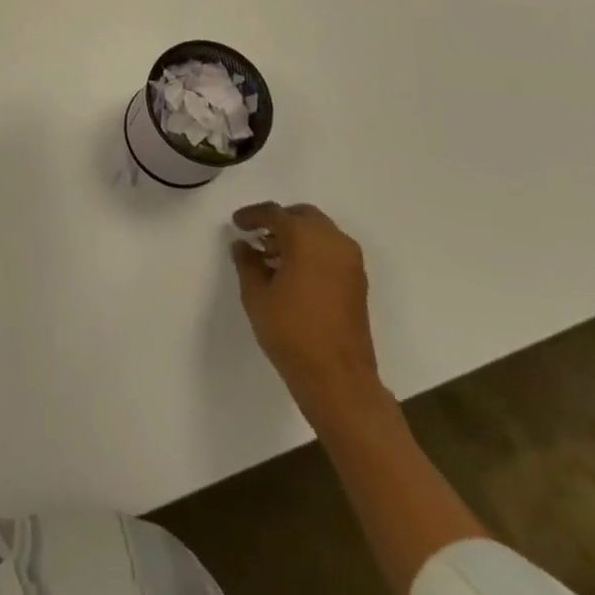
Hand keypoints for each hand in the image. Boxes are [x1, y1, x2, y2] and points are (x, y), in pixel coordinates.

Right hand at [231, 202, 386, 423]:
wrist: (339, 381)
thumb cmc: (291, 333)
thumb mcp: (256, 296)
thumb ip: (247, 263)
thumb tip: (243, 246)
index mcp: (306, 237)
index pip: (274, 213)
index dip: (252, 216)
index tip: (236, 224)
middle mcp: (333, 241)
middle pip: (302, 216)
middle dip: (279, 221)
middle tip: (257, 236)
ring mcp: (350, 262)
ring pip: (320, 232)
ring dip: (297, 236)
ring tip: (271, 258)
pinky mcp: (358, 282)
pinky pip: (331, 251)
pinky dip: (312, 251)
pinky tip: (293, 273)